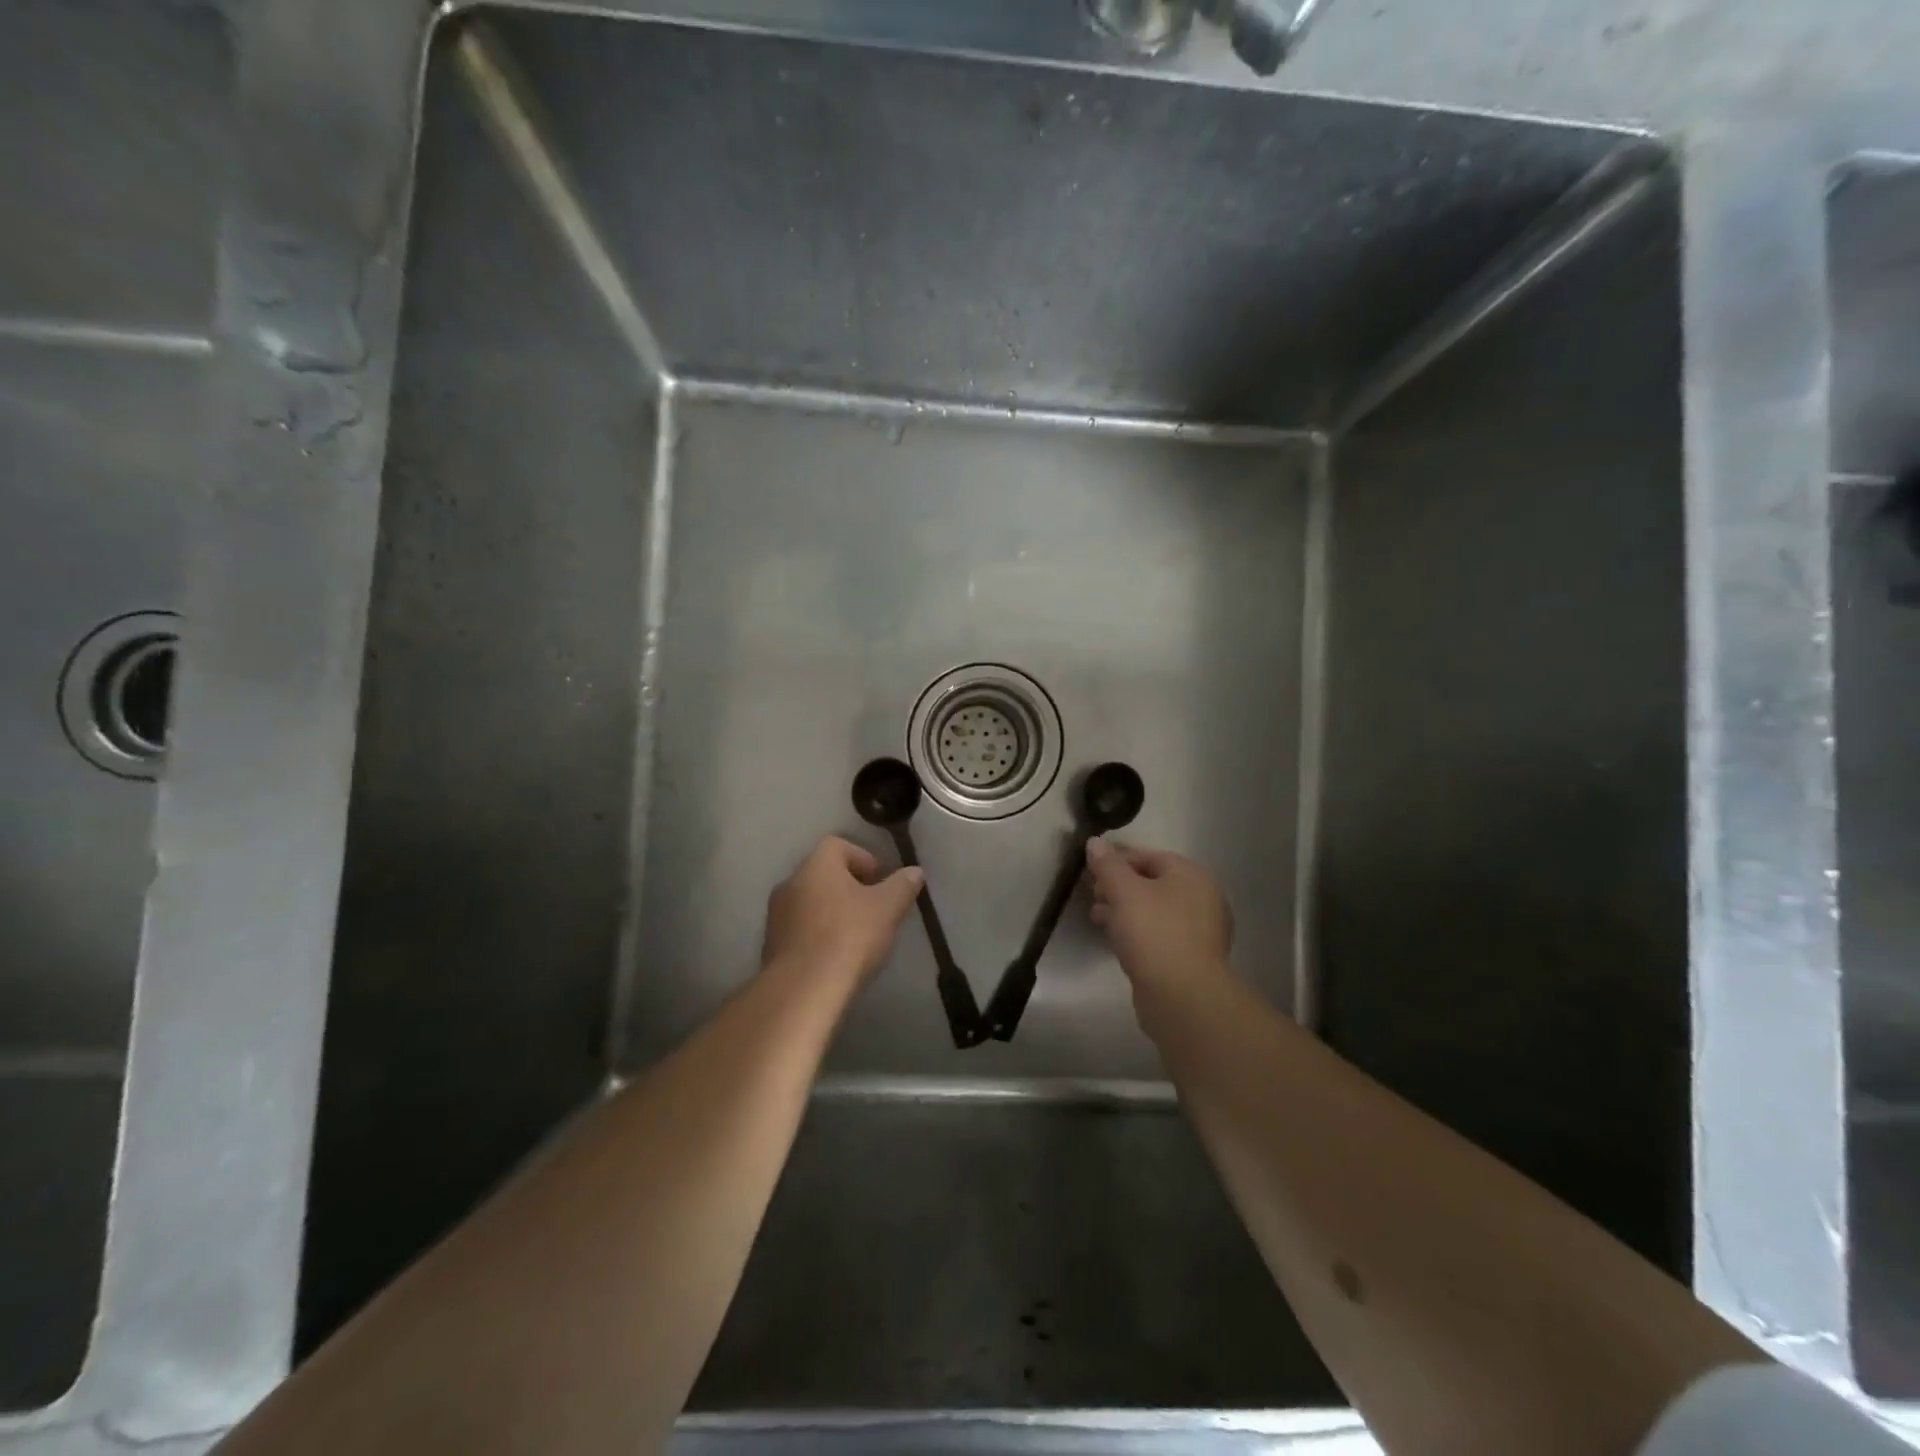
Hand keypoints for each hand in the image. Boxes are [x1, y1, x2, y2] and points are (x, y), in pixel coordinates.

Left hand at [762, 836, 924, 986]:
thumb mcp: (887, 908)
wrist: (803, 989)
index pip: (838, 845)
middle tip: (873, 909)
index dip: (863, 858)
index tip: (881, 882)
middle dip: (849, 887)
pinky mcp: (771, 945)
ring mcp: (776, 914)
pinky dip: (818, 935)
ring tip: (857, 936)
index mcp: (817, 865)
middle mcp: (791, 882)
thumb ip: (902, 886)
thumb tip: (915, 871)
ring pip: (810, 902)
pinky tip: (836, 956)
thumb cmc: (848, 936)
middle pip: (823, 874)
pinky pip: (800, 929)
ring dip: (832, 912)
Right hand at [1086, 837, 1233, 992]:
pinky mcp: (1190, 959)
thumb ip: (1108, 865)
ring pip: (1154, 911)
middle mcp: (1202, 899)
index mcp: (1192, 876)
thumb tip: (1095, 841)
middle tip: (1092, 896)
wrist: (1183, 998)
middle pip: (1152, 883)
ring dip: (1124, 911)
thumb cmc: (1154, 934)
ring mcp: (1199, 932)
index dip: (1117, 861)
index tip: (1091, 873)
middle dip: (1118, 887)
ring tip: (1097, 919)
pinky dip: (1136, 933)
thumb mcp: (1124, 892)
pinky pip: (1158, 935)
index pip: (1149, 856)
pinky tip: (1116, 941)